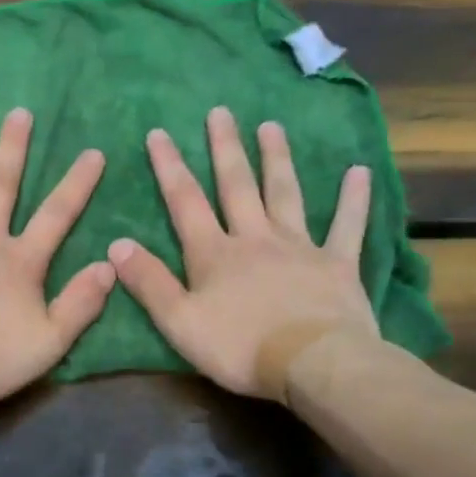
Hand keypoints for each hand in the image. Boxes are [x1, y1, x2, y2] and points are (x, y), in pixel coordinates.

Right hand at [108, 107, 378, 399]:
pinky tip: (359, 171)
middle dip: (225, 148)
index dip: (169, 167)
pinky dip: (354, 199)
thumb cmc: (239, 347)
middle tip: (221, 111)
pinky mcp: (337, 264)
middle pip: (237, 186)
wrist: (313, 364)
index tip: (159, 133)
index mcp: (214, 254)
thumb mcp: (179, 321)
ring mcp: (299, 247)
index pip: (185, 202)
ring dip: (277, 159)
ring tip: (271, 126)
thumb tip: (116, 244)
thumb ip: (149, 282)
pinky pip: (347, 226)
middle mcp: (255, 238)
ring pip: (285, 194)